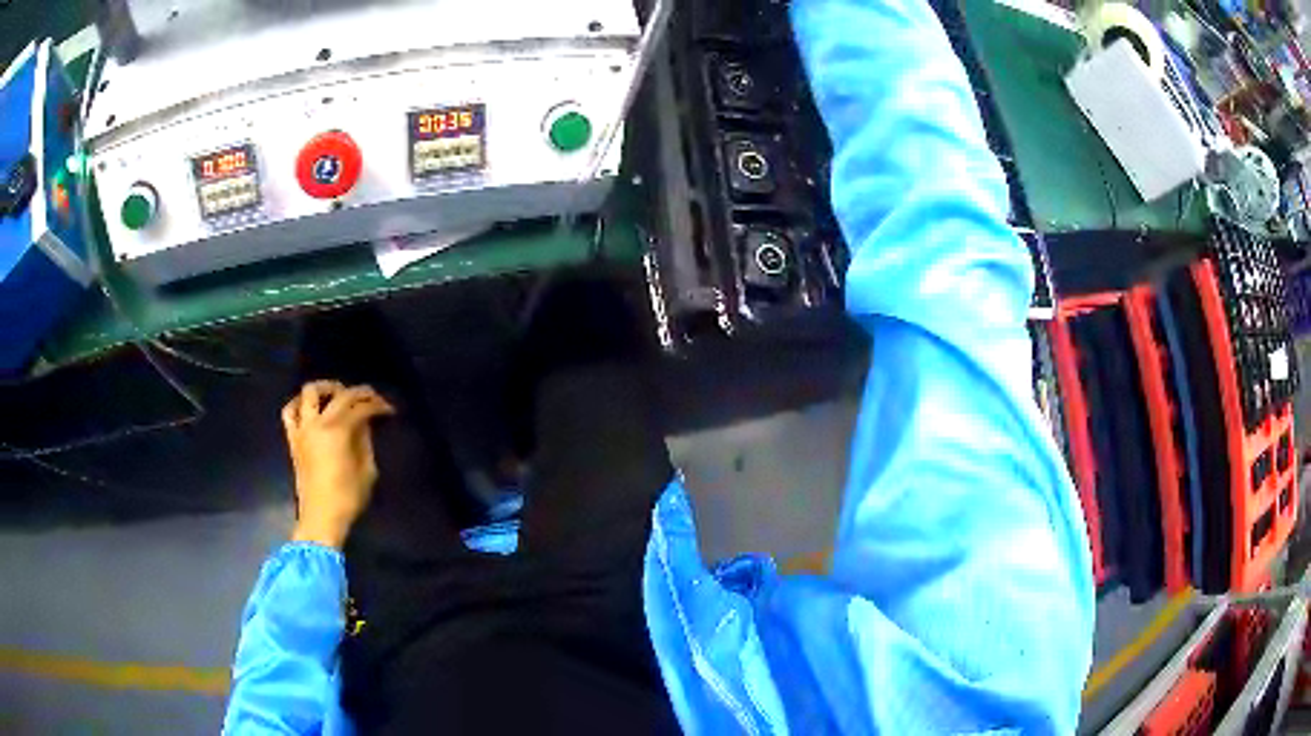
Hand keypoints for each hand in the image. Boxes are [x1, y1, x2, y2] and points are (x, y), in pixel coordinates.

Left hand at [281, 381, 394, 548]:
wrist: (321, 518)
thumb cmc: (348, 498)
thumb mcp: (367, 471)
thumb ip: (365, 442)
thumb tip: (364, 424)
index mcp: (339, 431)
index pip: (361, 408)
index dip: (378, 405)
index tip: (389, 410)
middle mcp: (318, 423)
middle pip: (340, 394)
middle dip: (359, 392)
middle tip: (371, 398)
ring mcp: (302, 429)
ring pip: (309, 392)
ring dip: (326, 388)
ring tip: (338, 394)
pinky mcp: (293, 438)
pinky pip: (289, 411)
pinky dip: (299, 403)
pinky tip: (309, 406)